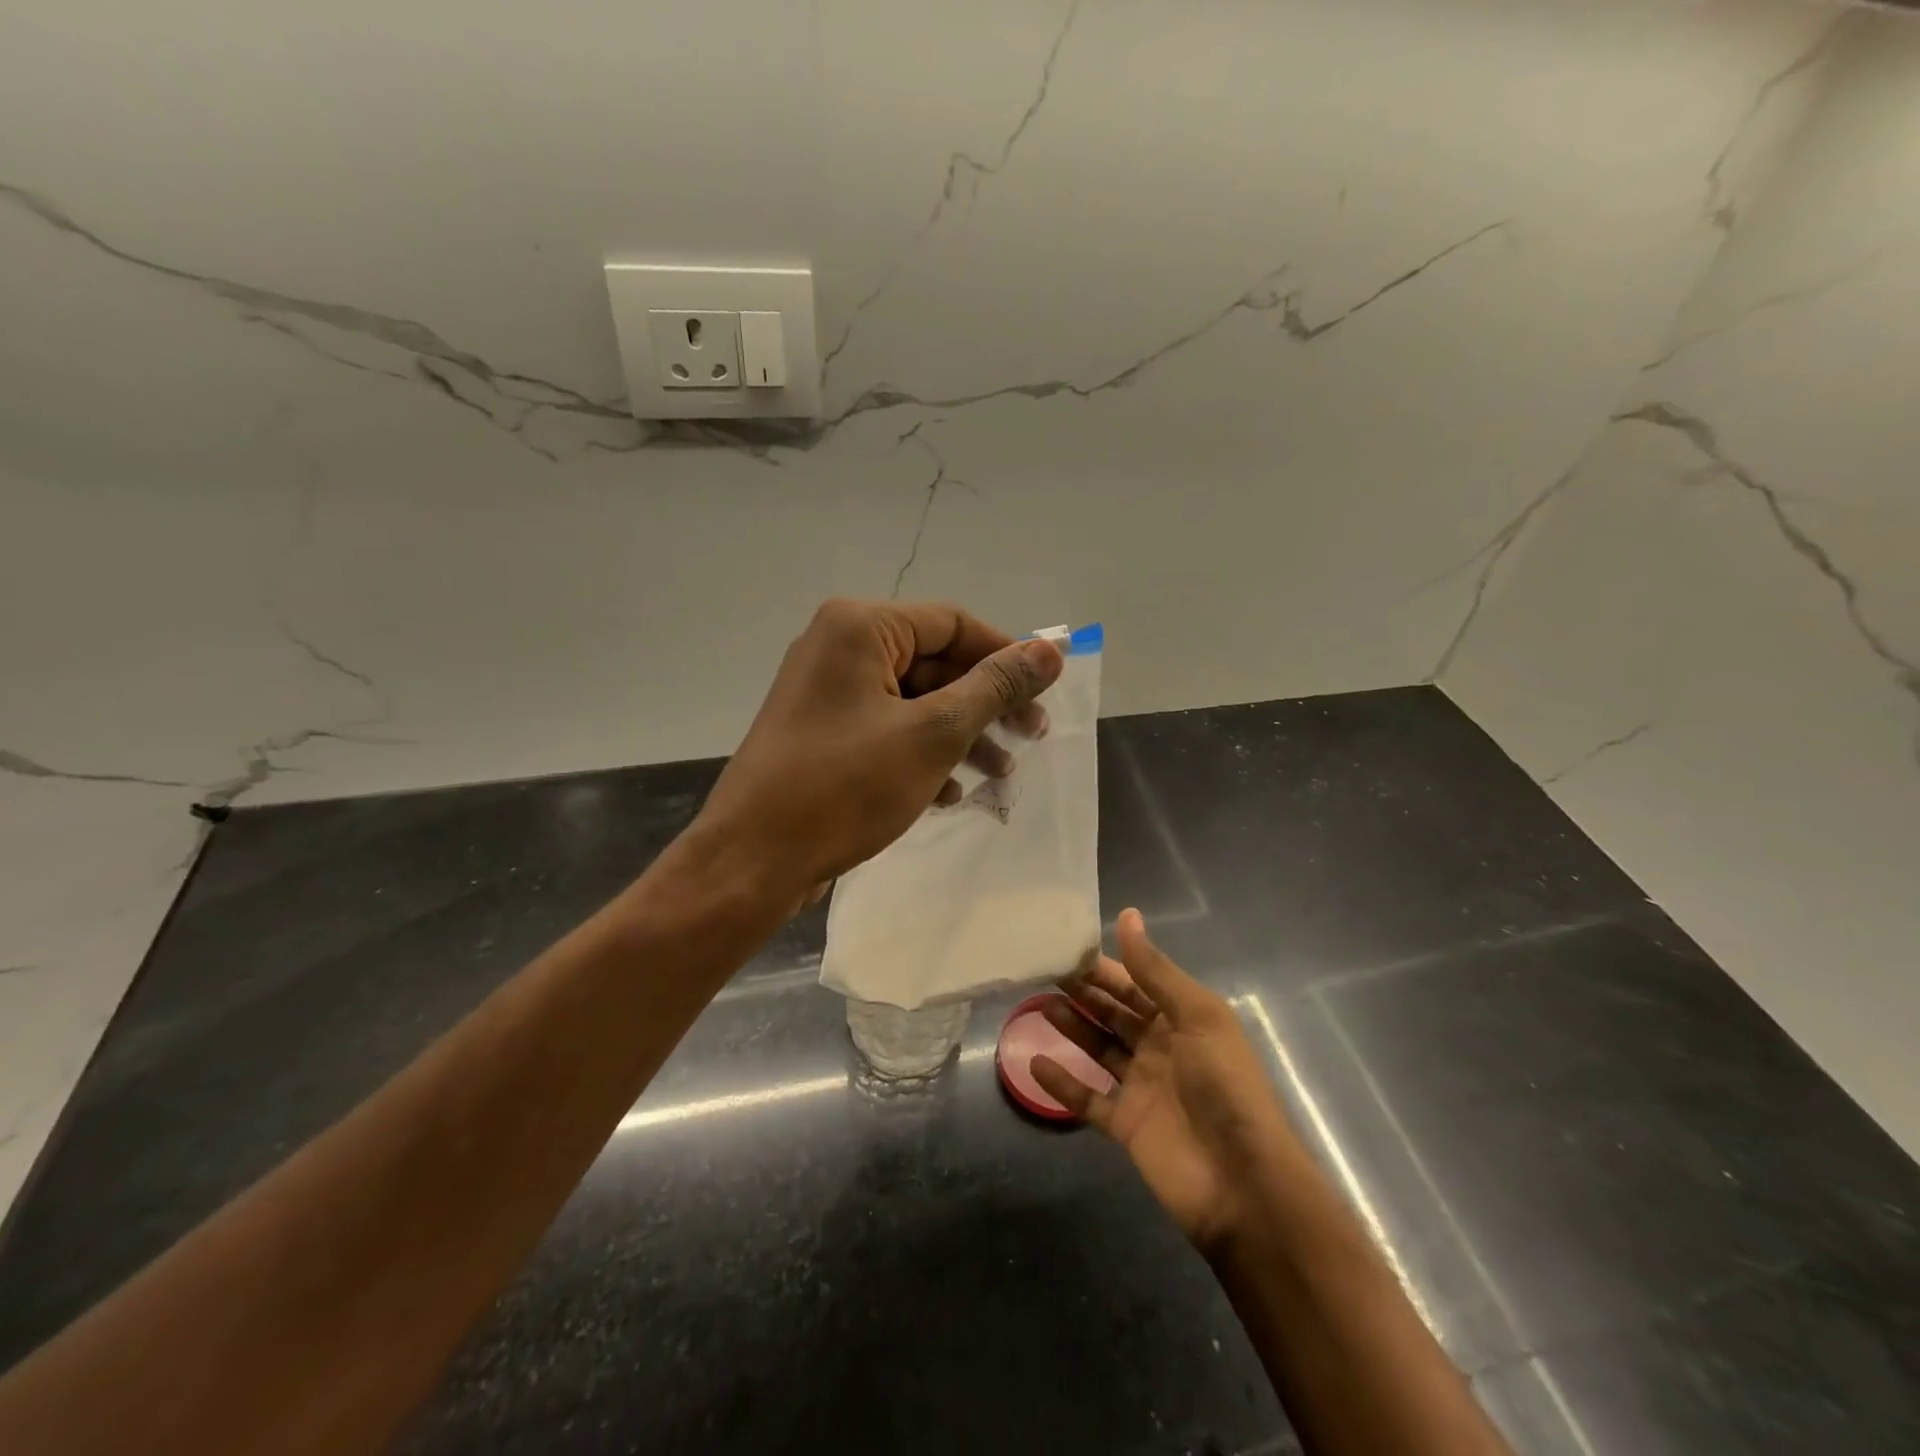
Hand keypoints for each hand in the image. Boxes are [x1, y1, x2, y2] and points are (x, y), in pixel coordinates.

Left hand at [695, 598, 1063, 897]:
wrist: (753, 861)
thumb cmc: (845, 787)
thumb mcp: (933, 734)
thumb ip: (994, 687)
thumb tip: (1050, 649)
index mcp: (860, 627)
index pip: (953, 623)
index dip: (1005, 654)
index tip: (1046, 693)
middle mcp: (838, 647)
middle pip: (934, 662)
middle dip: (985, 703)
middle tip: (1032, 738)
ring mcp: (827, 693)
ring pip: (914, 701)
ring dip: (961, 735)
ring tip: (1001, 774)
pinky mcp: (823, 735)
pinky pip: (887, 729)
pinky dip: (923, 754)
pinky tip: (950, 792)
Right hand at [1031, 910, 1297, 1254]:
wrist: (1243, 1184)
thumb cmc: (1225, 1086)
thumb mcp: (1197, 1016)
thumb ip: (1155, 970)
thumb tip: (1127, 915)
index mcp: (1182, 1019)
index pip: (1136, 982)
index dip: (1104, 965)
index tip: (1066, 945)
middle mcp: (1161, 1047)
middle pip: (1114, 1012)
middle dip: (1083, 991)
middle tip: (1043, 970)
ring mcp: (1141, 1087)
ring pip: (1098, 1048)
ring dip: (1071, 1027)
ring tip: (1038, 1005)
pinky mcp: (1125, 1125)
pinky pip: (1087, 1098)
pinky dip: (1062, 1083)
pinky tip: (1034, 1063)